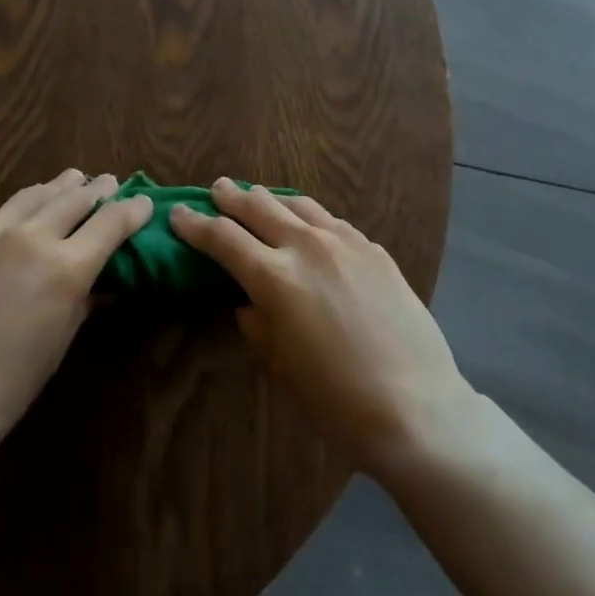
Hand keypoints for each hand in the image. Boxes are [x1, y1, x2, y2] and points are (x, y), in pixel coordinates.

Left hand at [0, 170, 153, 457]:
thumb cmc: (3, 389)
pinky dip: (17, 212)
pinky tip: (16, 219)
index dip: (133, 210)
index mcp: (64, 267)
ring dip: (58, 187)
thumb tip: (101, 283)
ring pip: (33, 195)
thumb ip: (81, 302)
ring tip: (70, 180)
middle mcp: (30, 236)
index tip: (143, 203)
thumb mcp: (56, 346)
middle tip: (108, 182)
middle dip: (97, 189)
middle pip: (75, 198)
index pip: (111, 222)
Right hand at [170, 181, 475, 476]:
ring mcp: (345, 242)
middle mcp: (306, 246)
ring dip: (271, 199)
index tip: (179, 213)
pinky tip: (308, 223)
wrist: (416, 406)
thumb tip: (248, 298)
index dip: (196, 225)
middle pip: (259, 207)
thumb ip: (256, 321)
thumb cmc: (335, 398)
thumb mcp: (279, 364)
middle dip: (232, 197)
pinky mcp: (374, 249)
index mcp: (275, 277)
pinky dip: (309, 217)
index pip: (223, 238)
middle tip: (217, 189)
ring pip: (298, 205)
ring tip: (258, 195)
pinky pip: (332, 221)